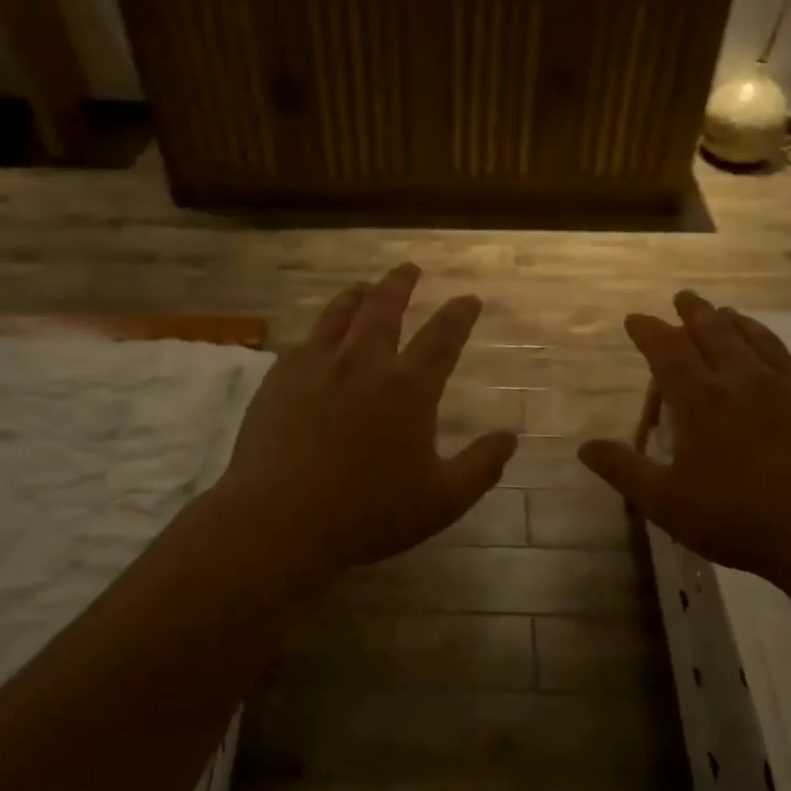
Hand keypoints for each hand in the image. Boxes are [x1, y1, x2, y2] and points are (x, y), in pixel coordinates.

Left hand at [212, 264, 516, 581]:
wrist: (279, 521)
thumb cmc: (368, 514)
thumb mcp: (441, 500)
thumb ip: (481, 466)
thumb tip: (510, 438)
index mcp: (407, 388)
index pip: (442, 337)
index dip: (459, 314)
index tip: (469, 299)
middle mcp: (363, 363)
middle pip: (385, 307)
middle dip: (401, 283)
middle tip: (410, 269)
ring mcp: (316, 366)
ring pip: (339, 314)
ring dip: (358, 295)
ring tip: (364, 287)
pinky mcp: (279, 379)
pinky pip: (306, 341)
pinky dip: (322, 330)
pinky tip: (320, 337)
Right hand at [579, 291, 790, 582]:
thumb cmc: (738, 519)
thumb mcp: (665, 503)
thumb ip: (624, 470)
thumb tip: (585, 446)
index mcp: (700, 399)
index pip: (667, 350)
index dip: (648, 331)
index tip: (636, 319)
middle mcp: (742, 379)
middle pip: (713, 331)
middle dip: (693, 312)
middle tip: (684, 297)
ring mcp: (789, 386)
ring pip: (756, 338)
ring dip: (735, 321)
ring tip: (725, 312)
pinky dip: (775, 350)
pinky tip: (778, 357)